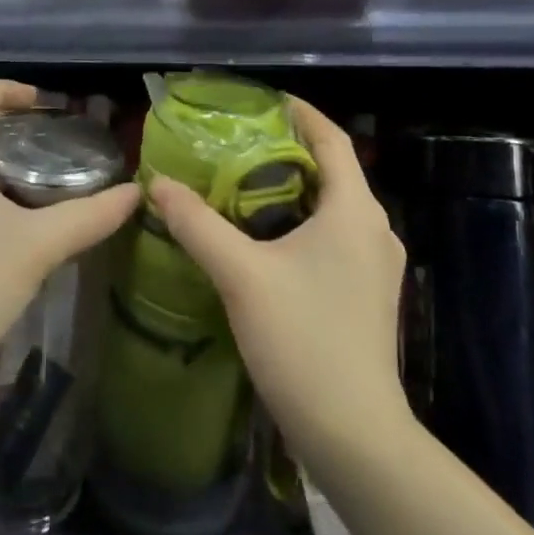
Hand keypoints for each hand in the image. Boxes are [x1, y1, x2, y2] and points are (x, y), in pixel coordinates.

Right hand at [149, 96, 409, 475]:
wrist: (353, 432)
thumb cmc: (302, 340)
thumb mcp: (241, 276)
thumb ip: (198, 225)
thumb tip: (158, 184)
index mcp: (355, 211)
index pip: (332, 139)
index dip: (301, 113)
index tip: (263, 102)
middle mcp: (374, 229)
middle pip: (332, 171)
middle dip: (288, 152)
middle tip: (237, 145)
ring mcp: (376, 264)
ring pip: (332, 207)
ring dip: (293, 189)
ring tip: (242, 186)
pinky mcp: (367, 292)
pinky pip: (334, 236)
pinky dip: (301, 222)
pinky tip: (264, 239)